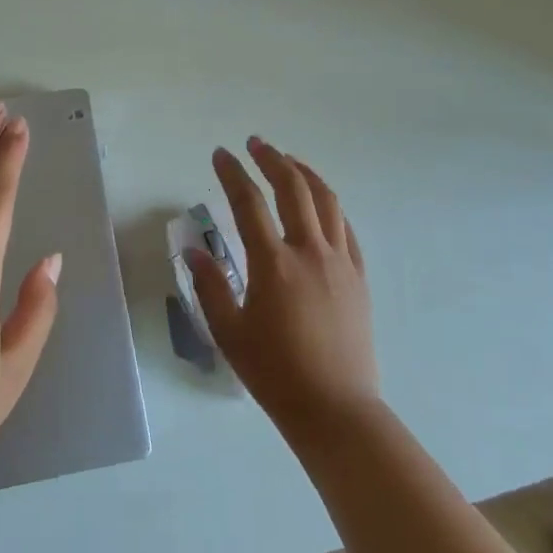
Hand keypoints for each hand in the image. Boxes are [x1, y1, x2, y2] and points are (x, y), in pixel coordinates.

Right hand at [187, 138, 379, 438]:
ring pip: (326, 201)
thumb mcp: (229, 333)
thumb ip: (210, 286)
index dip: (232, 174)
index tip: (221, 154)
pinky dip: (330, 206)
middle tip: (255, 144)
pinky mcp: (359, 277)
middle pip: (293, 188)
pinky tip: (320, 205)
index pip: (248, 204)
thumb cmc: (275, 373)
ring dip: (305, 173)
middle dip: (272, 159)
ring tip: (288, 161)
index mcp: (273, 264)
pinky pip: (346, 229)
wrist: (336, 408)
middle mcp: (309, 252)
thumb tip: (193, 249)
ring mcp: (340, 262)